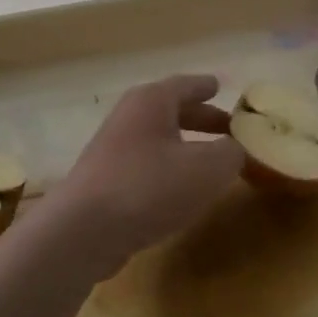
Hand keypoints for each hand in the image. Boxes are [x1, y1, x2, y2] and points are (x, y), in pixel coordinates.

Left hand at [46, 75, 244, 276]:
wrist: (83, 231)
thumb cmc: (149, 187)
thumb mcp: (207, 169)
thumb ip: (231, 154)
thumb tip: (234, 150)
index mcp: (152, 102)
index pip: (186, 85)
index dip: (206, 86)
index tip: (221, 86)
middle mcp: (129, 118)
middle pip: (171, 112)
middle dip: (202, 119)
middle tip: (229, 129)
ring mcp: (113, 150)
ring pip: (158, 140)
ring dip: (185, 147)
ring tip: (211, 162)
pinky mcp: (105, 182)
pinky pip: (146, 166)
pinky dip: (169, 170)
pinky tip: (182, 191)